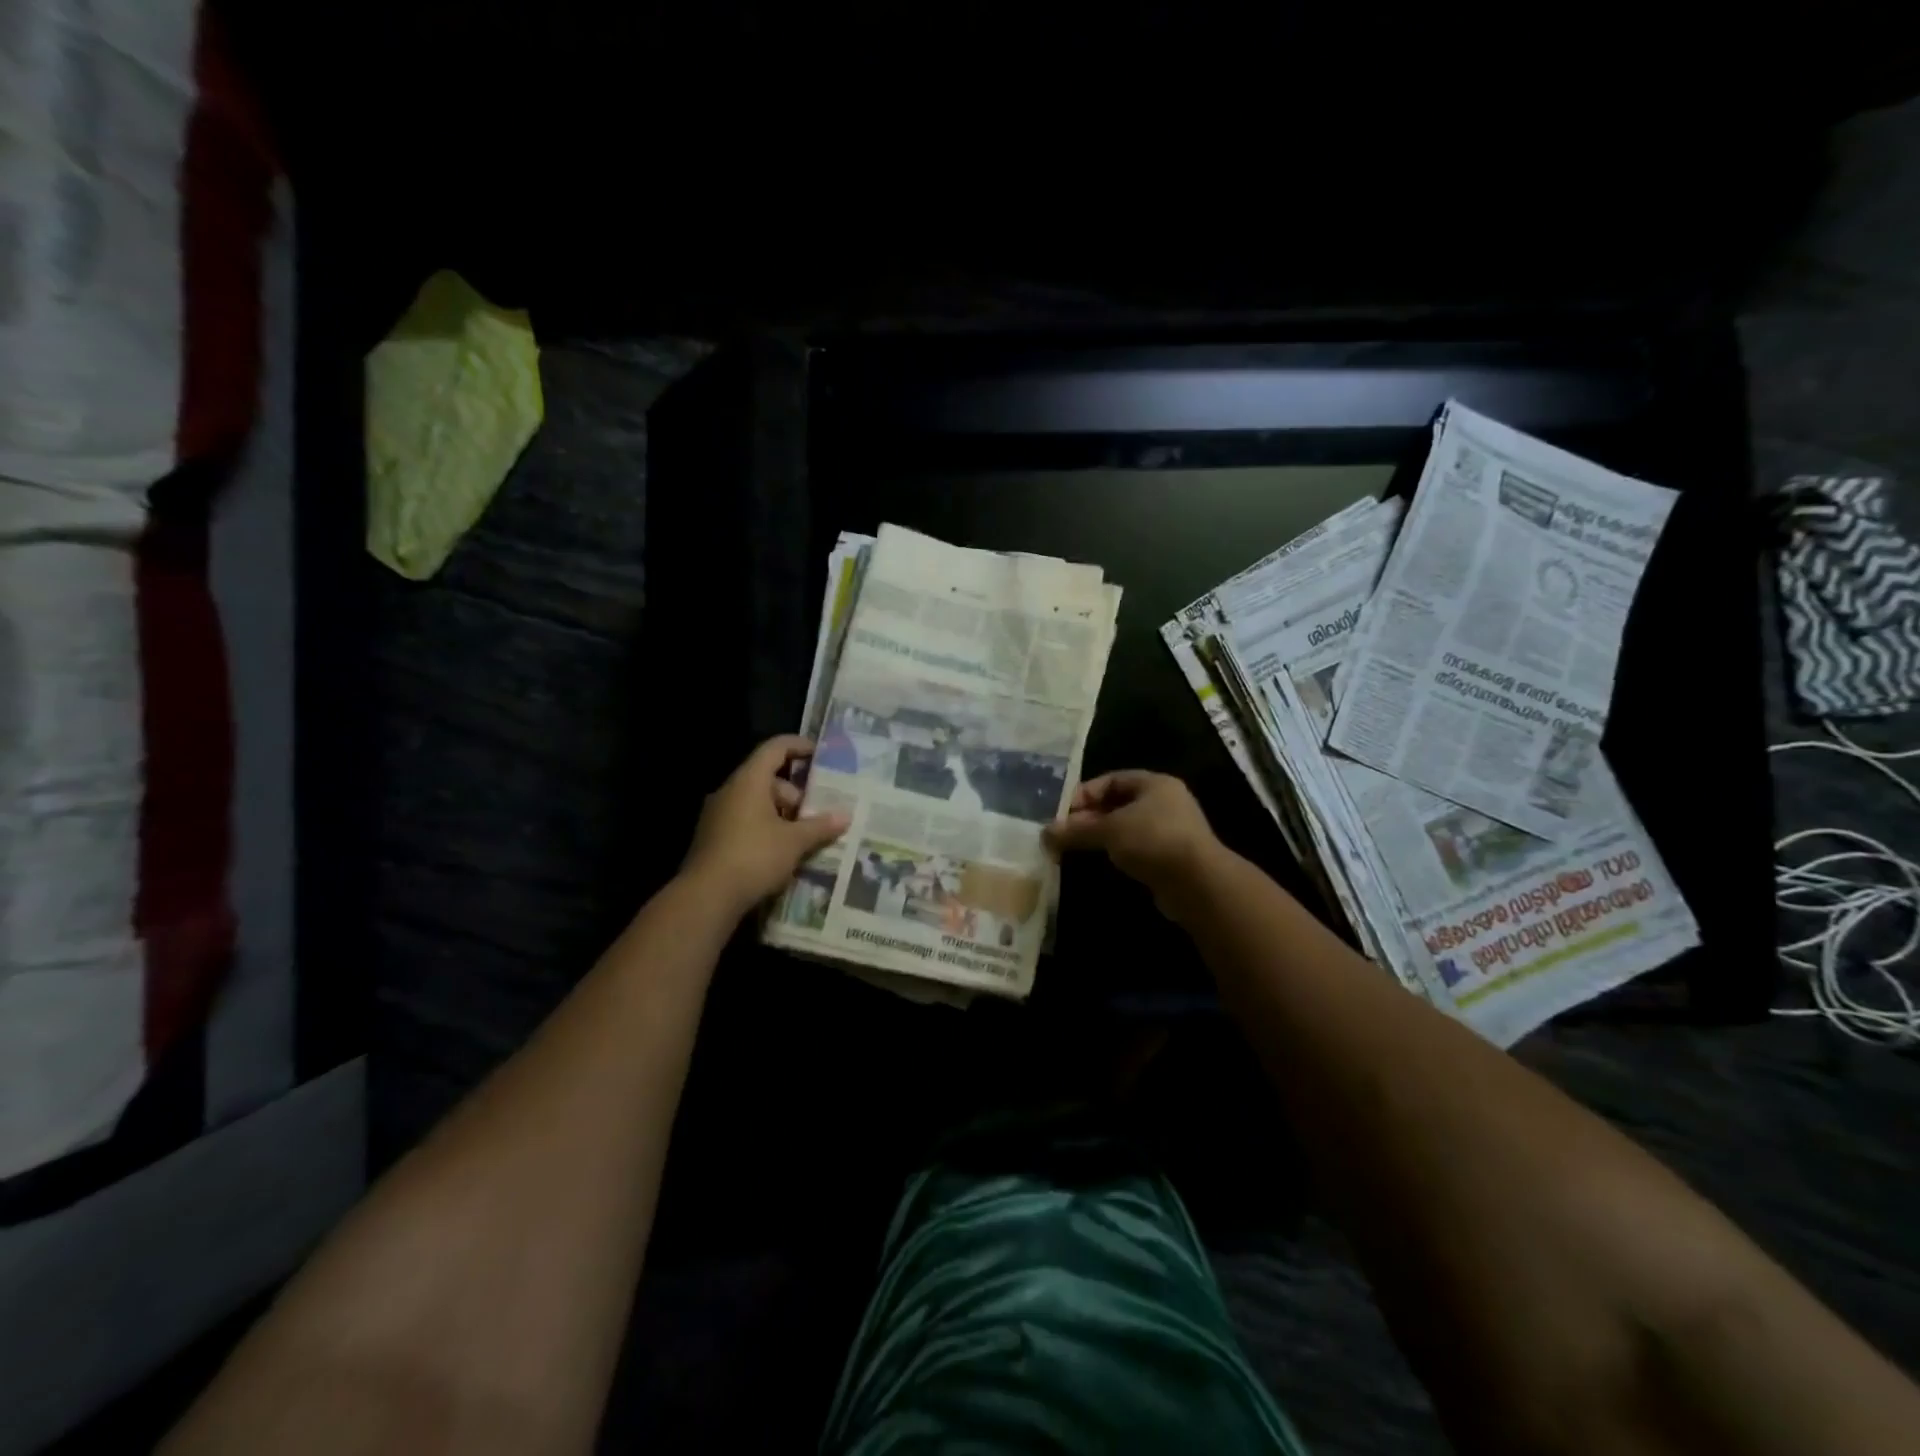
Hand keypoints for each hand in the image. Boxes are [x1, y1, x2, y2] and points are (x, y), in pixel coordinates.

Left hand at [681, 735, 849, 917]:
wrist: (706, 897)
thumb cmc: (754, 857)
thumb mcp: (794, 842)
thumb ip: (820, 826)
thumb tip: (845, 816)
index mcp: (748, 781)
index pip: (774, 749)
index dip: (798, 746)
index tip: (819, 753)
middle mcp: (730, 792)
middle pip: (767, 779)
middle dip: (795, 793)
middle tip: (816, 812)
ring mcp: (718, 815)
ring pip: (756, 803)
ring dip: (781, 814)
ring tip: (803, 836)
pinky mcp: (713, 839)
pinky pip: (745, 822)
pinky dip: (766, 829)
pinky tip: (782, 852)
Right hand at [1042, 771, 1222, 915]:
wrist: (1197, 882)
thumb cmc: (1153, 840)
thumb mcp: (1109, 830)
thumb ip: (1076, 830)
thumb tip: (1045, 833)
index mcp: (1154, 784)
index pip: (1111, 780)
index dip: (1084, 793)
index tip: (1061, 812)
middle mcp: (1165, 801)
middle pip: (1118, 803)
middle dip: (1089, 817)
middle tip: (1063, 833)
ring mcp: (1171, 830)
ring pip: (1126, 827)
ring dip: (1101, 836)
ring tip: (1075, 849)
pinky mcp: (1171, 856)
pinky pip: (1136, 848)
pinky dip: (1117, 852)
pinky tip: (1100, 862)